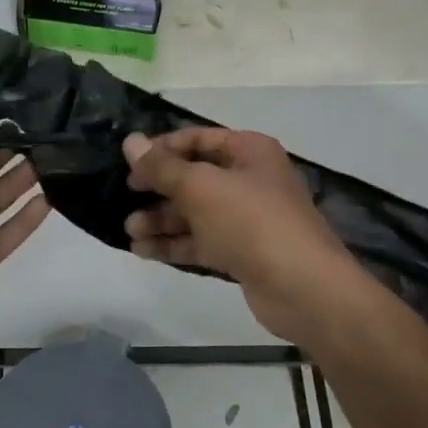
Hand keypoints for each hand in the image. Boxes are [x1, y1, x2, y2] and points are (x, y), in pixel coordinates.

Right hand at [123, 128, 364, 341]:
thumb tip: (130, 142)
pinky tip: (144, 250)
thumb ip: (162, 166)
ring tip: (129, 230)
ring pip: (195, 213)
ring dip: (162, 220)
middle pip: (195, 177)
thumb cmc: (251, 222)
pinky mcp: (242, 253)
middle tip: (125, 198)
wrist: (302, 288)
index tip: (130, 164)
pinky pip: (202, 242)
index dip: (162, 149)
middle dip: (158, 189)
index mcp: (249, 152)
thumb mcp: (201, 187)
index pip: (198, 139)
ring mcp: (247, 219)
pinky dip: (174, 244)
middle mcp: (250, 180)